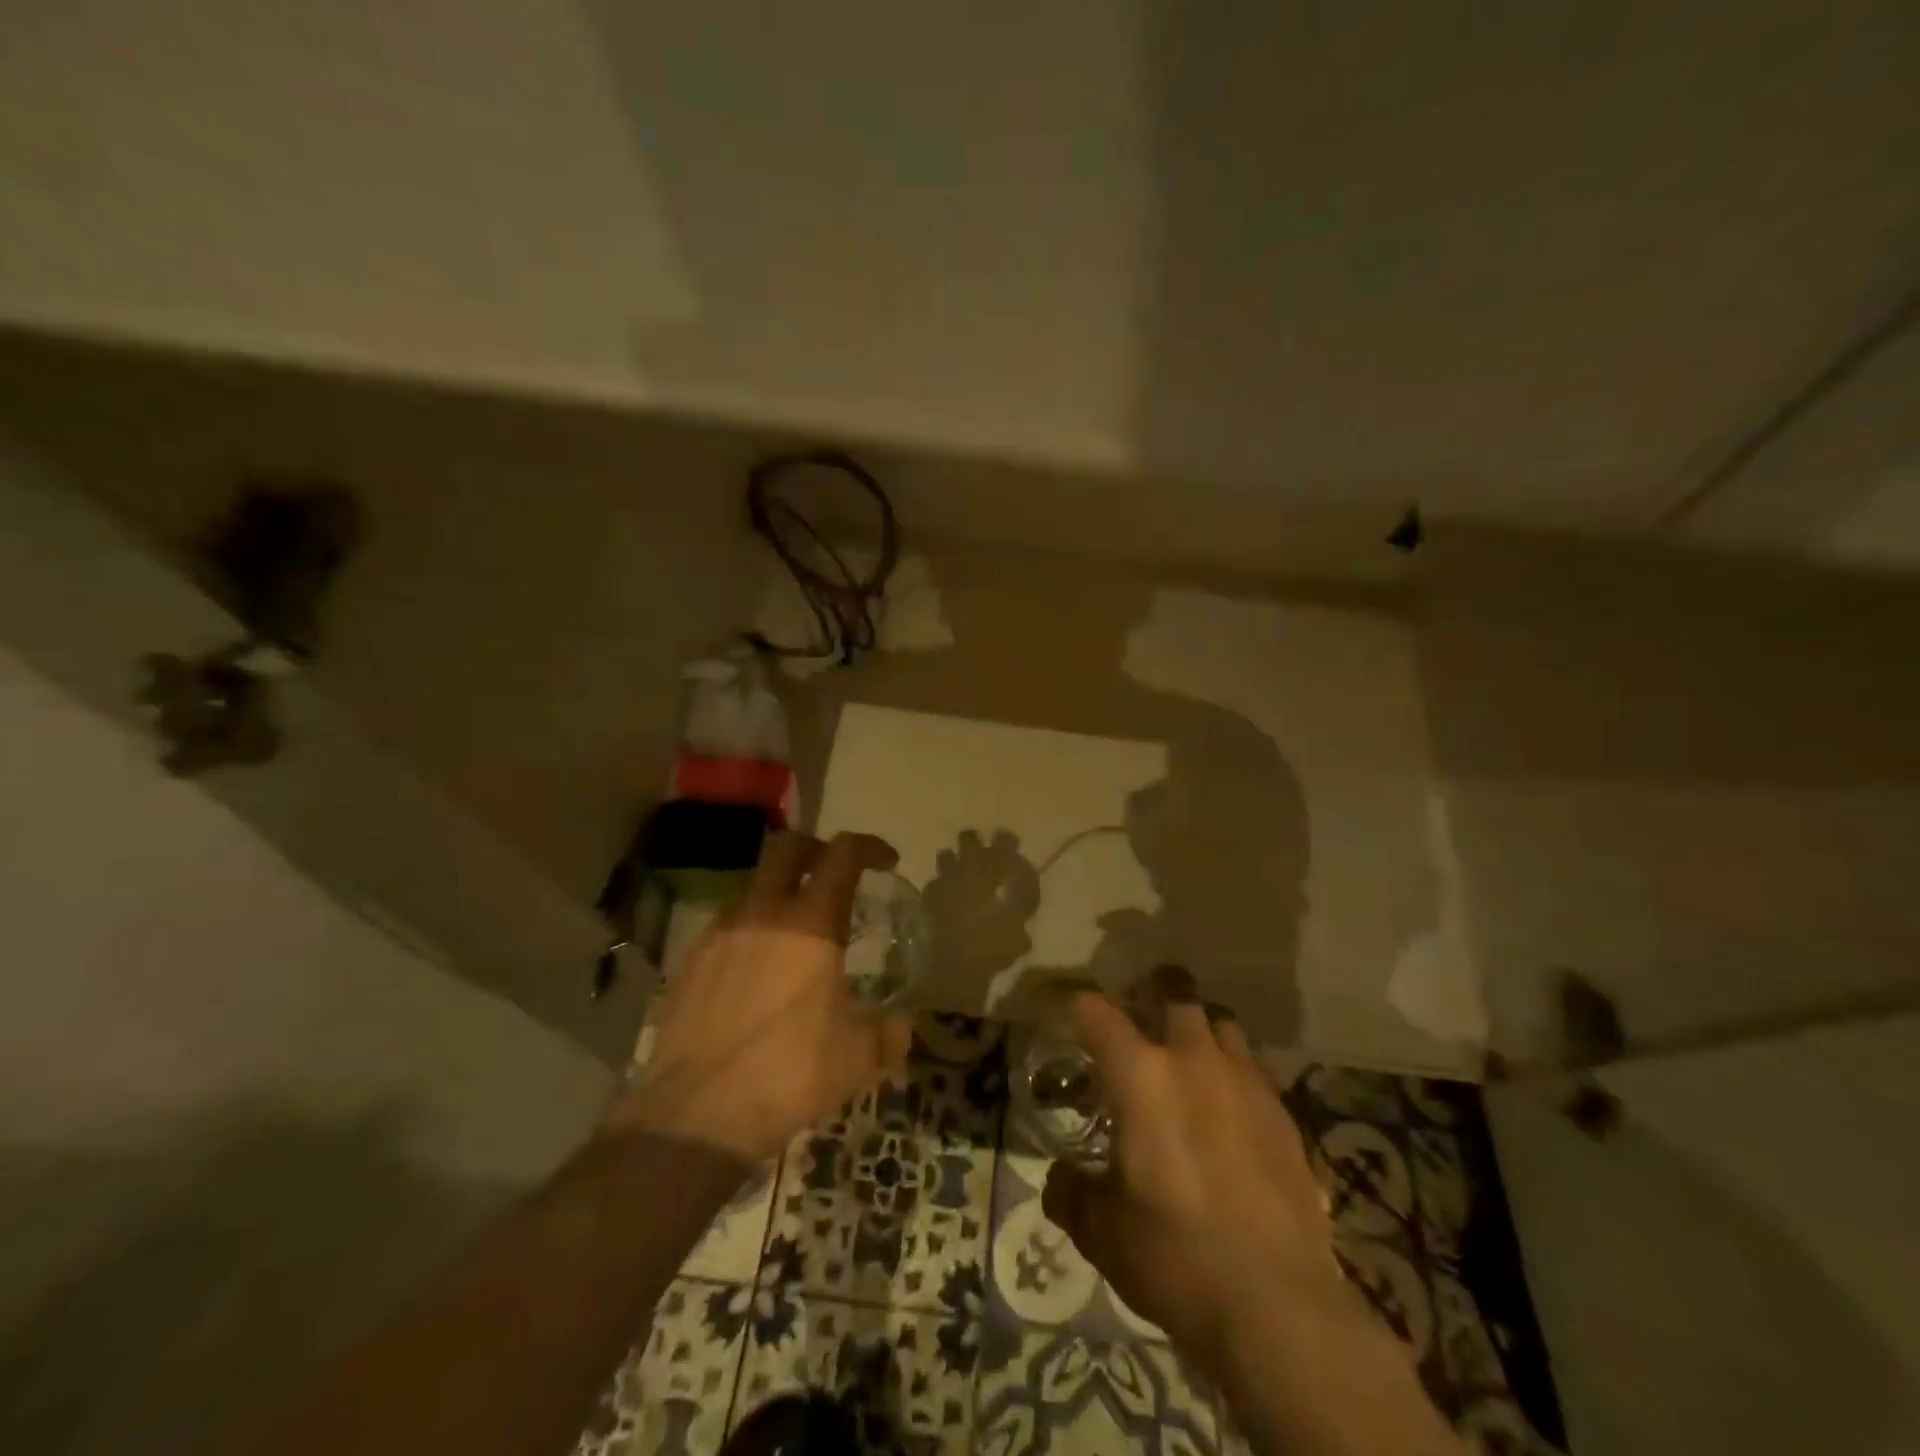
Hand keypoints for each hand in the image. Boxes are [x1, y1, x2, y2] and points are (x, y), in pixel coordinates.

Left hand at [606, 831, 914, 1162]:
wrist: (696, 1115)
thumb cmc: (790, 1074)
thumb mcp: (858, 1057)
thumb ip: (889, 1032)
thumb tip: (902, 1025)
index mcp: (810, 924)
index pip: (843, 855)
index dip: (869, 847)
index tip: (886, 862)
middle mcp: (762, 914)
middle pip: (788, 847)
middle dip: (817, 849)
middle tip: (835, 875)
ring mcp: (719, 934)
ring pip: (754, 888)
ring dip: (780, 897)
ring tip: (795, 940)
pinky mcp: (689, 962)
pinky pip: (727, 928)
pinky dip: (751, 934)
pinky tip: (757, 976)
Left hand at [921, 828, 1040, 982]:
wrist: (951, 971)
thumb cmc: (991, 945)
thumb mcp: (1019, 921)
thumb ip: (1024, 896)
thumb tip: (1023, 881)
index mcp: (986, 870)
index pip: (1001, 841)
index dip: (1007, 840)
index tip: (1014, 845)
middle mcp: (961, 870)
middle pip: (968, 840)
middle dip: (978, 843)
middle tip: (989, 856)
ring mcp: (940, 884)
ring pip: (947, 857)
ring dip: (957, 861)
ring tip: (967, 876)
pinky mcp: (927, 901)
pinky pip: (935, 884)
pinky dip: (944, 886)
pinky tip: (951, 899)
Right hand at [1041, 970, 1344, 1373]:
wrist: (1278, 1303)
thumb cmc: (1174, 1254)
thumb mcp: (1102, 1231)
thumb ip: (1071, 1193)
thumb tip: (1058, 1179)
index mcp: (1140, 1075)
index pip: (1097, 1013)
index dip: (1076, 1002)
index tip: (1067, 1005)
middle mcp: (1193, 1060)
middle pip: (1175, 996)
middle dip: (1154, 991)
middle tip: (1140, 1008)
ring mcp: (1245, 1082)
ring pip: (1222, 1023)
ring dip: (1201, 1028)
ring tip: (1189, 1052)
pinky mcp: (1284, 1114)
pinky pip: (1254, 1069)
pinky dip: (1235, 1072)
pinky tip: (1230, 1107)